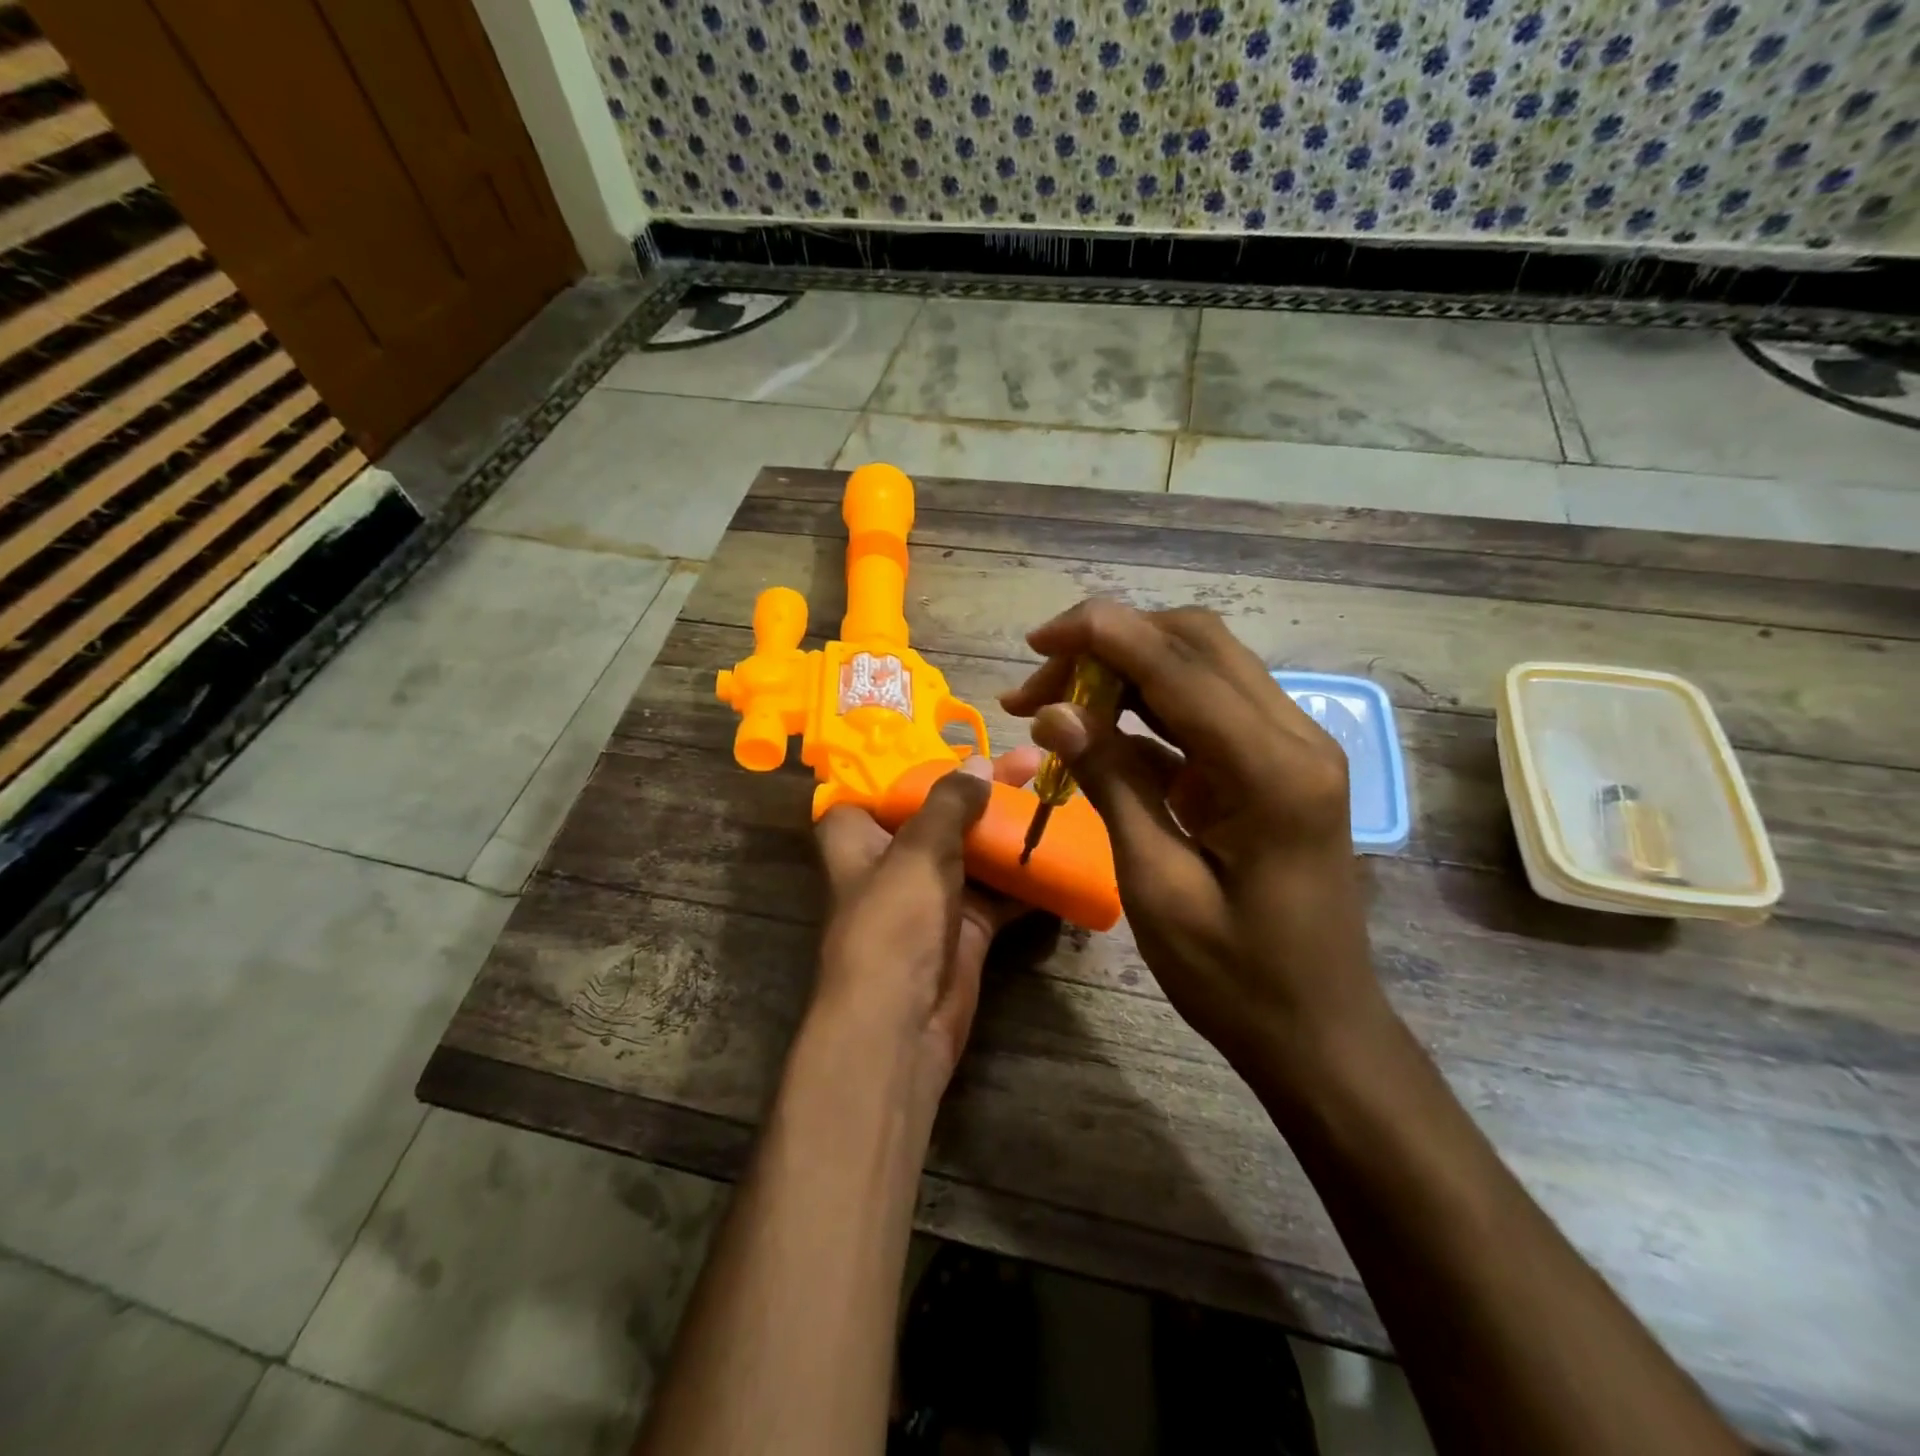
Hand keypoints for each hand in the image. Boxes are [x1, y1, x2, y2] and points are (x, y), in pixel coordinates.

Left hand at [810, 747, 1042, 1115]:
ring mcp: (931, 894)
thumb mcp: (918, 850)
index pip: (882, 782)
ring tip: (1052, 793)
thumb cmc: (893, 923)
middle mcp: (892, 859)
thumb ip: (949, 801)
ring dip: (1008, 828)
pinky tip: (1060, 849)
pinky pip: (998, 891)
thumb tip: (979, 764)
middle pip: (939, 812)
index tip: (959, 739)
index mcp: (857, 834)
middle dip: (982, 790)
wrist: (901, 1025)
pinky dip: (1024, 875)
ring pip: (972, 849)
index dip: (917, 760)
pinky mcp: (964, 926)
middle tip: (1029, 762)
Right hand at [1001, 602, 1389, 1103]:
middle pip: (1195, 643)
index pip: (1178, 663)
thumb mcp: (1156, 884)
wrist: (1318, 1031)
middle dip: (1109, 644)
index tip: (1035, 641)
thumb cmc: (1235, 976)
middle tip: (1039, 685)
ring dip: (1124, 670)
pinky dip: (1146, 708)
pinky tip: (1096, 733)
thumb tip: (1054, 711)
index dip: (1101, 634)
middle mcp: (1294, 735)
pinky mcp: (1275, 764)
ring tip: (1052, 704)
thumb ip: (1110, 784)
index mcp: (1271, 768)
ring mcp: (1290, 746)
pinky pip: (1205, 709)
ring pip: (1199, 666)